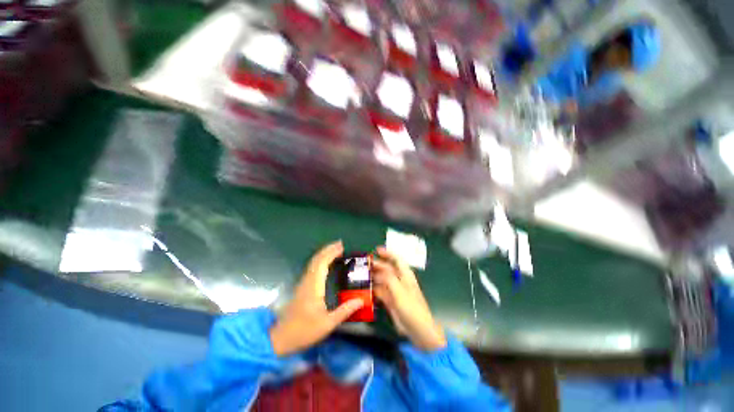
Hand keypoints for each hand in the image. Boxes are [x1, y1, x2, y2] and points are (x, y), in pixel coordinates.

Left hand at [270, 241, 363, 356]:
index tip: (341, 247)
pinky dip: (320, 261)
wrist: (280, 339)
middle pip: (316, 260)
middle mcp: (307, 281)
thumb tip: (360, 300)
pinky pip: (311, 268)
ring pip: (312, 263)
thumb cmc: (304, 331)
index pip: (322, 264)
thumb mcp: (327, 324)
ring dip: (323, 254)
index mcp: (313, 287)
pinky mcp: (302, 287)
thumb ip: (344, 311)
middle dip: (328, 249)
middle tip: (340, 244)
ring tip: (335, 249)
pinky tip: (325, 263)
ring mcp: (303, 284)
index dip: (331, 253)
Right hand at [372, 247, 446, 350]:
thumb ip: (389, 278)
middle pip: (387, 269)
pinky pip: (380, 291)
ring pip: (383, 280)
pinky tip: (366, 288)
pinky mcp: (391, 301)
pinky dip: (374, 289)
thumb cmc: (412, 308)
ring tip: (362, 274)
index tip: (377, 250)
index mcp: (405, 275)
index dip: (388, 253)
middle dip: (377, 265)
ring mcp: (395, 291)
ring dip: (374, 276)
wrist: (419, 330)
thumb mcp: (400, 291)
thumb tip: (379, 270)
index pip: (397, 259)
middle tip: (364, 263)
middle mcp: (400, 281)